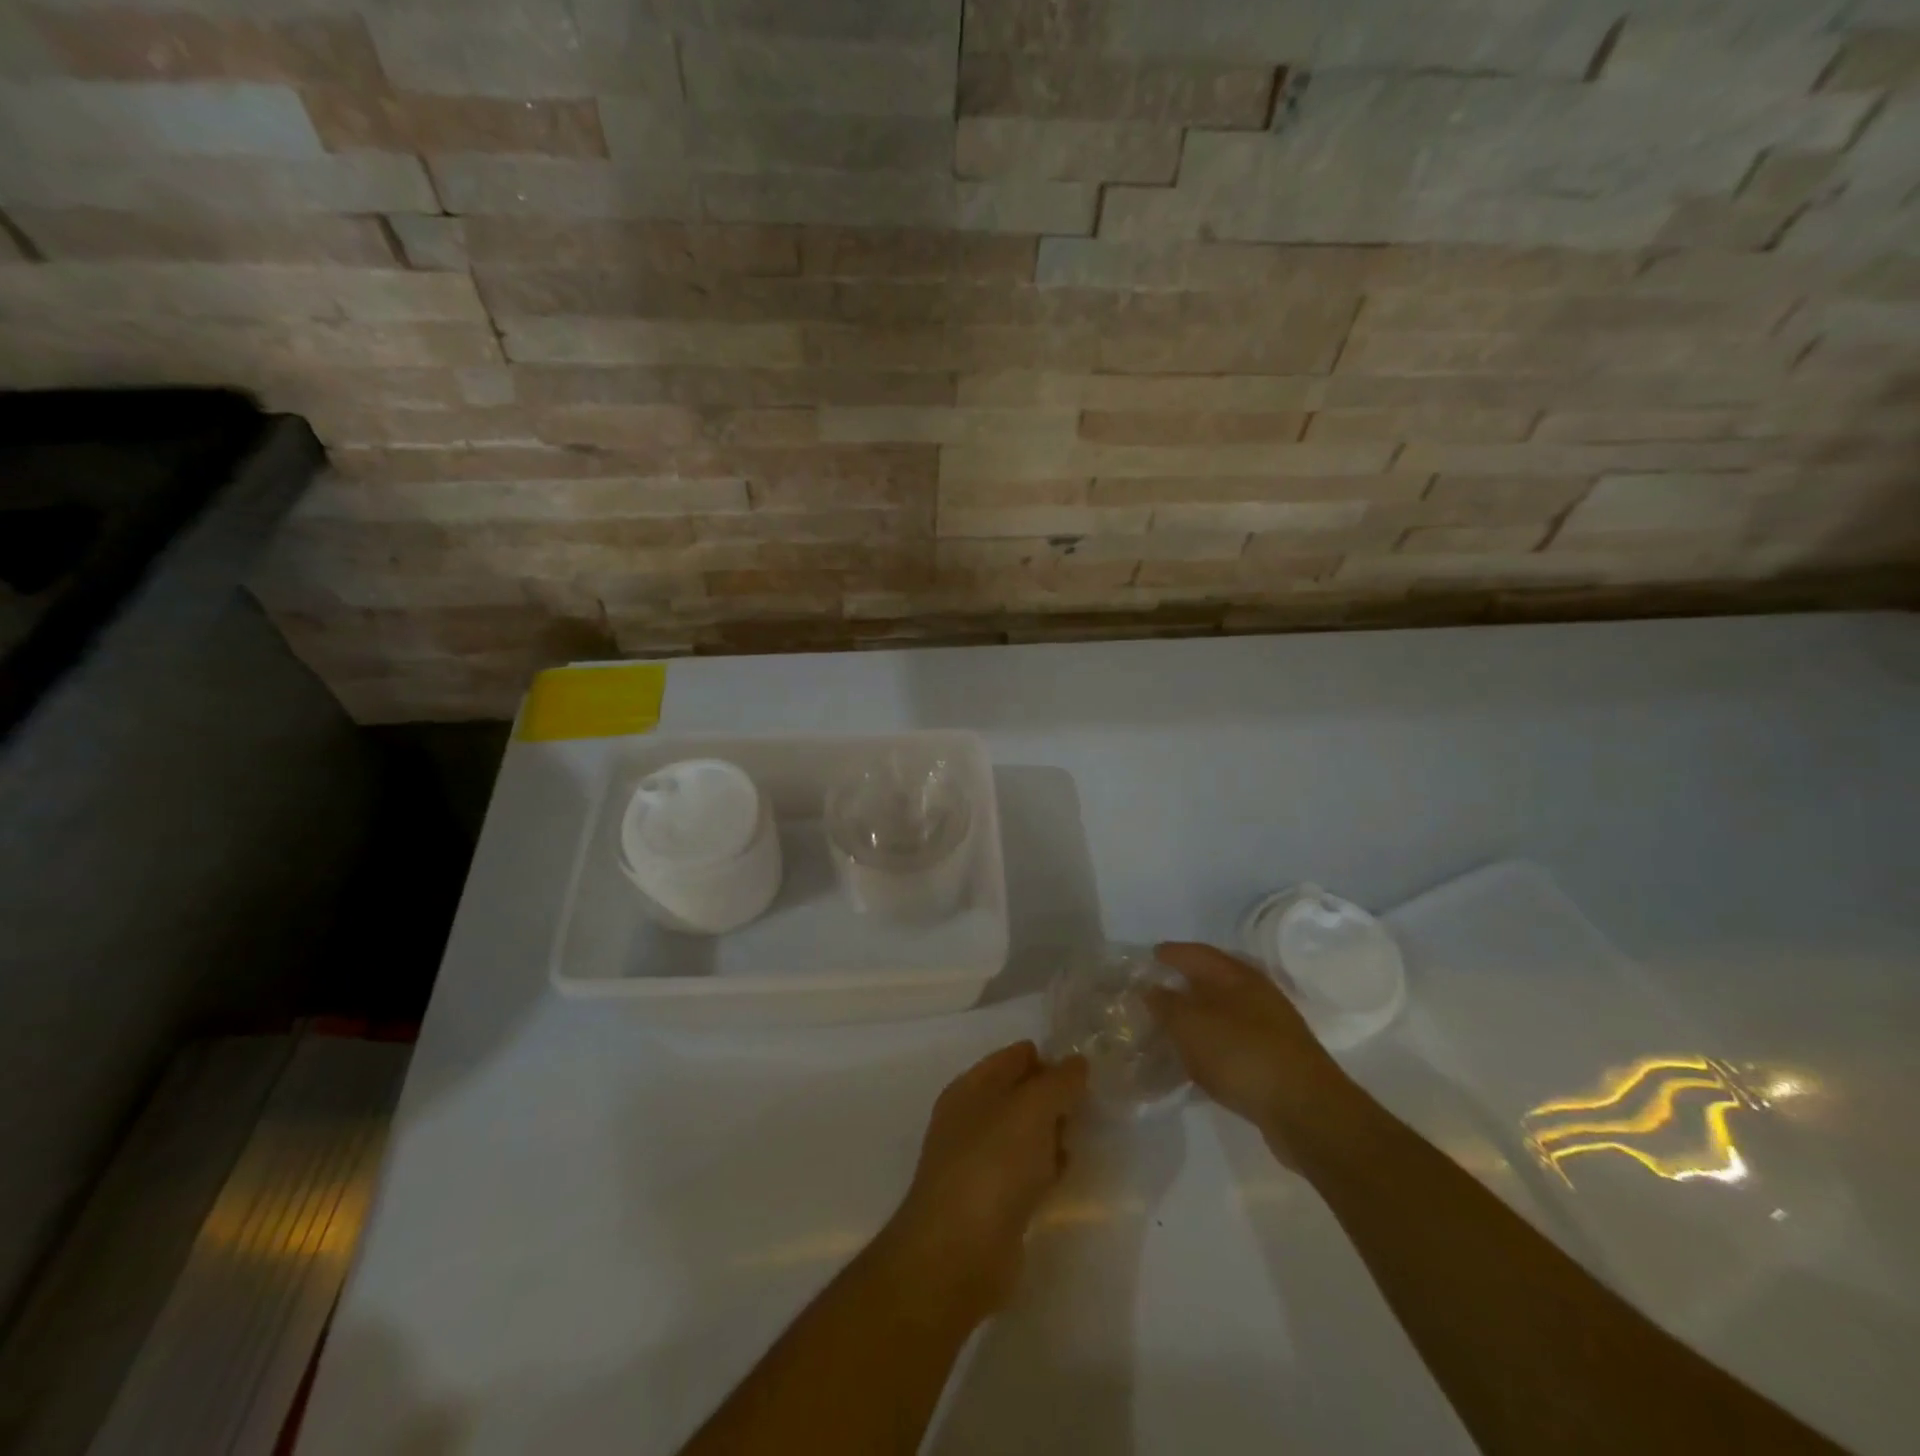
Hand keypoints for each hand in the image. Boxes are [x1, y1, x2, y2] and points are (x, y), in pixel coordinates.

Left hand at [881, 1042, 1088, 1324]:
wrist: (959, 1251)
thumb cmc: (994, 1164)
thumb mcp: (1032, 1108)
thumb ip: (1059, 1081)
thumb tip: (1077, 1062)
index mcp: (971, 1087)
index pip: (1014, 1057)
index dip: (1048, 1058)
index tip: (1084, 1070)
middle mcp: (970, 1118)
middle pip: (1019, 1095)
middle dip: (1052, 1097)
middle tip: (1087, 1105)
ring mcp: (978, 1161)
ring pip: (1023, 1134)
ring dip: (1050, 1133)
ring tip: (1081, 1135)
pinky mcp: (990, 1202)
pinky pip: (1024, 1171)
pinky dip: (1044, 1168)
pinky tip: (1063, 1174)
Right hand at [1144, 942, 1362, 1168]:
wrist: (1305, 1111)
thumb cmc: (1241, 1054)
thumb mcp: (1191, 1025)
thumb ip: (1165, 1004)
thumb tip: (1151, 989)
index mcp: (1237, 976)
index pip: (1197, 953)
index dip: (1171, 953)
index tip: (1149, 956)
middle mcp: (1256, 995)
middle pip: (1212, 981)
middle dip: (1183, 984)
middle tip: (1153, 993)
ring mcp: (1270, 1029)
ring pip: (1223, 1013)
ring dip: (1197, 1018)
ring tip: (1169, 1029)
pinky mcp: (1275, 1061)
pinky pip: (1232, 1043)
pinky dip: (1211, 1045)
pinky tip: (1196, 1062)